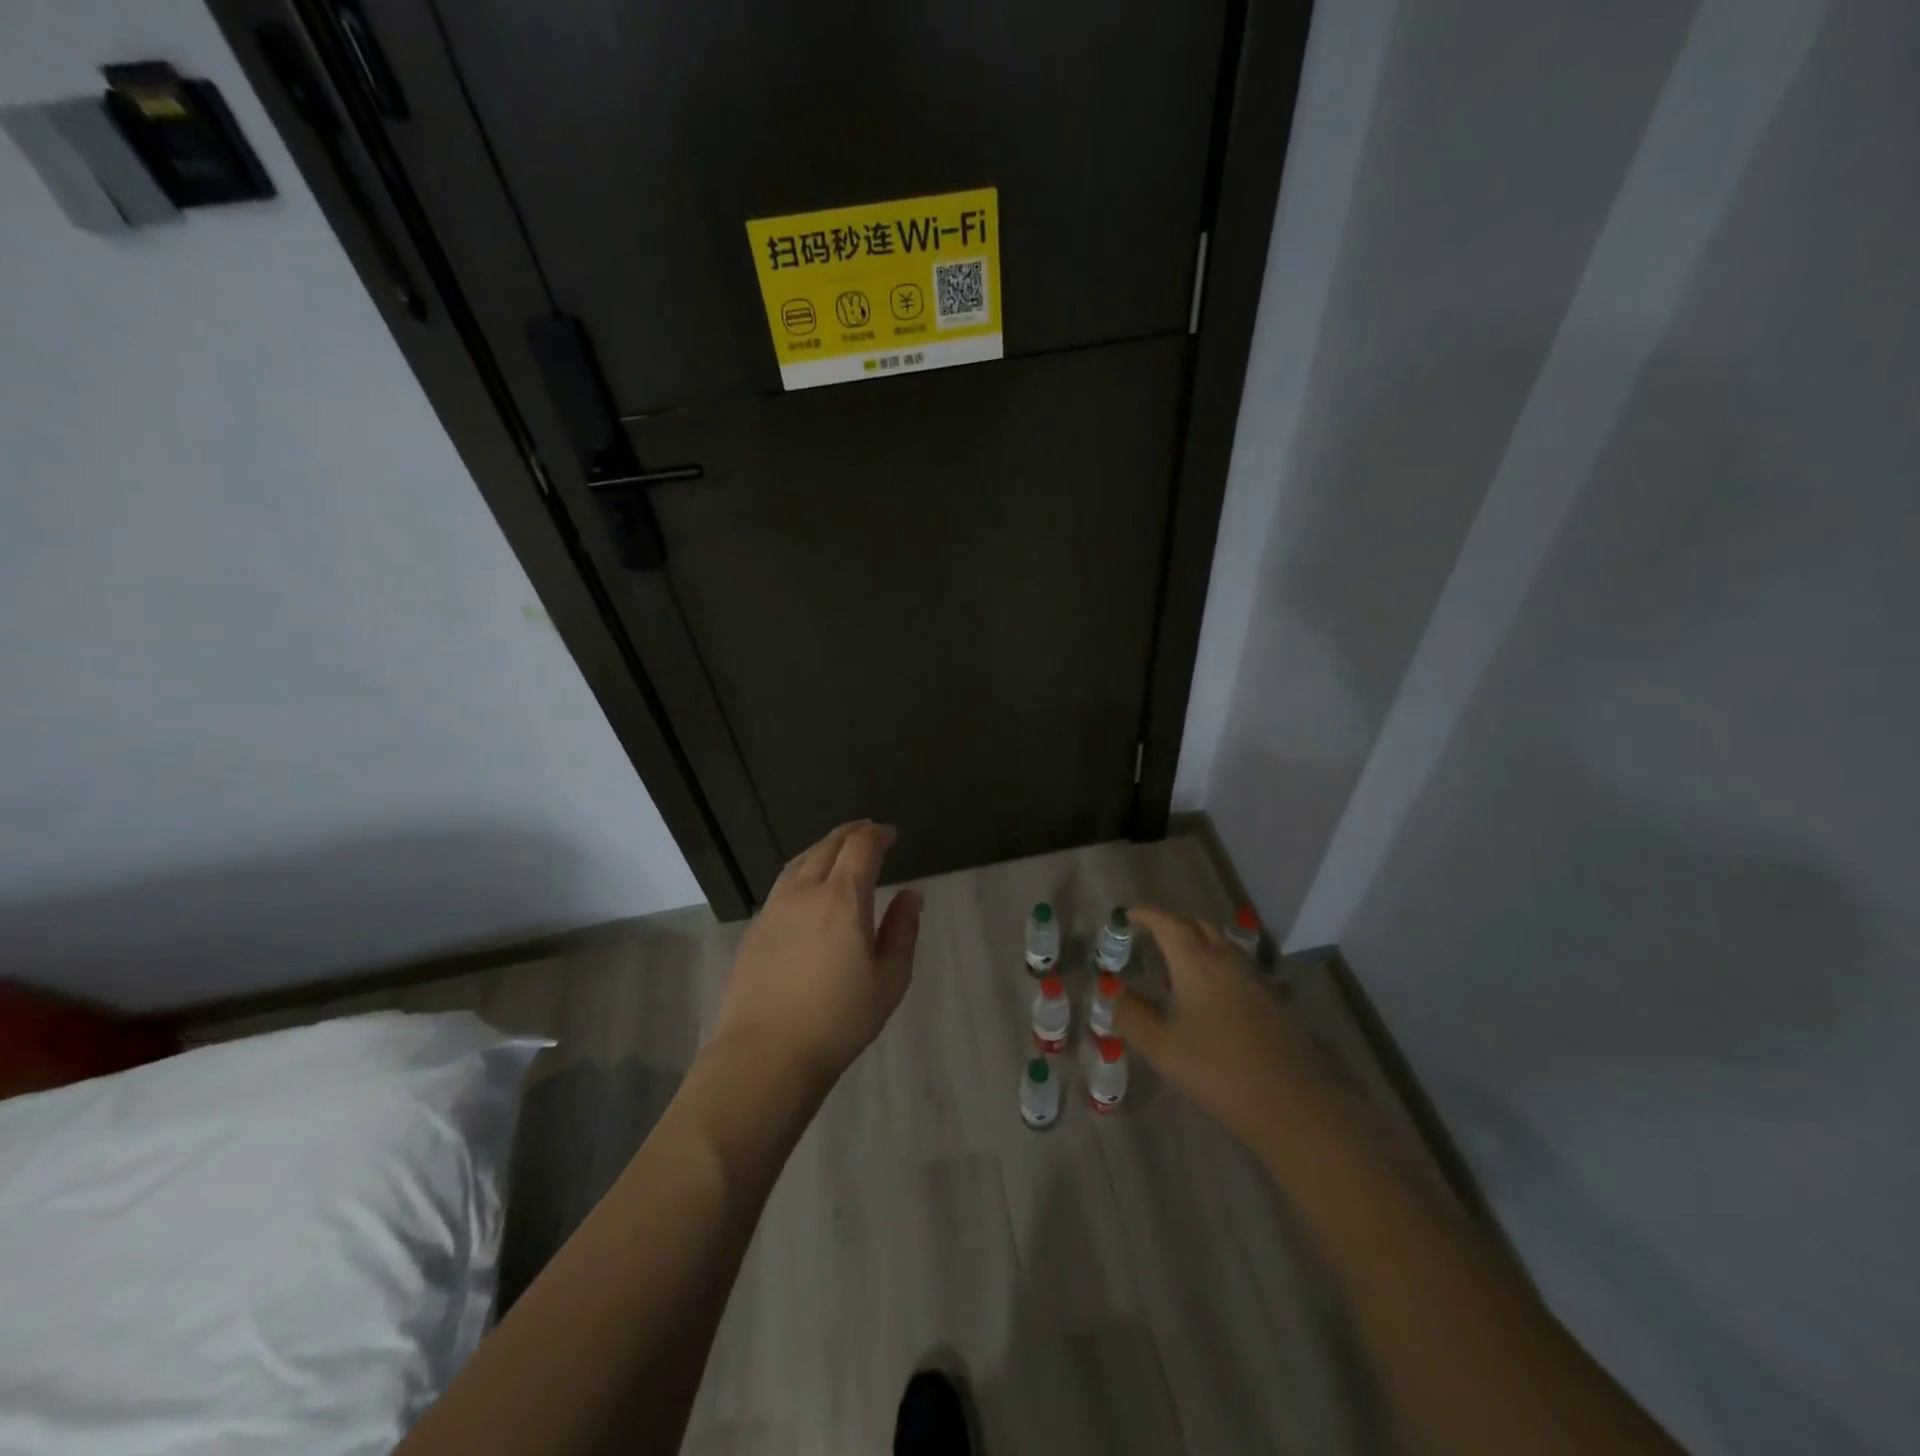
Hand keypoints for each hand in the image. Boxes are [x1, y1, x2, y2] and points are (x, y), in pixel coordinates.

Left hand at [709, 821, 921, 1091]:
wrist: (765, 1054)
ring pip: (801, 860)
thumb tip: (912, 895)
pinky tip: (808, 885)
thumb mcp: (888, 980)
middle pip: (828, 846)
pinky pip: (784, 882)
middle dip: (851, 833)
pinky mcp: (756, 927)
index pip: (861, 847)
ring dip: (824, 847)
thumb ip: (902, 931)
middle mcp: (806, 891)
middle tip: (868, 832)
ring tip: (838, 849)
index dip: (877, 835)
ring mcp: (775, 907)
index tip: (890, 835)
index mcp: (843, 899)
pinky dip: (803, 868)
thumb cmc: (838, 1020)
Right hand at [1117, 906, 1317, 1147]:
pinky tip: (1209, 991)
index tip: (1127, 916)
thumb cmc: (1217, 1071)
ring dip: (1197, 941)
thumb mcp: (1161, 1047)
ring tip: (1177, 961)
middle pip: (1197, 925)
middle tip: (1150, 935)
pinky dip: (1216, 961)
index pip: (1168, 924)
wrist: (1293, 1103)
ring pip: (1221, 942)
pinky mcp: (1272, 997)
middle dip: (1171, 924)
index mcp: (1196, 963)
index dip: (1146, 915)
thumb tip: (1111, 990)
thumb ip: (1131, 1015)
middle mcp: (1226, 959)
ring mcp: (1254, 976)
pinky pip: (1237, 962)